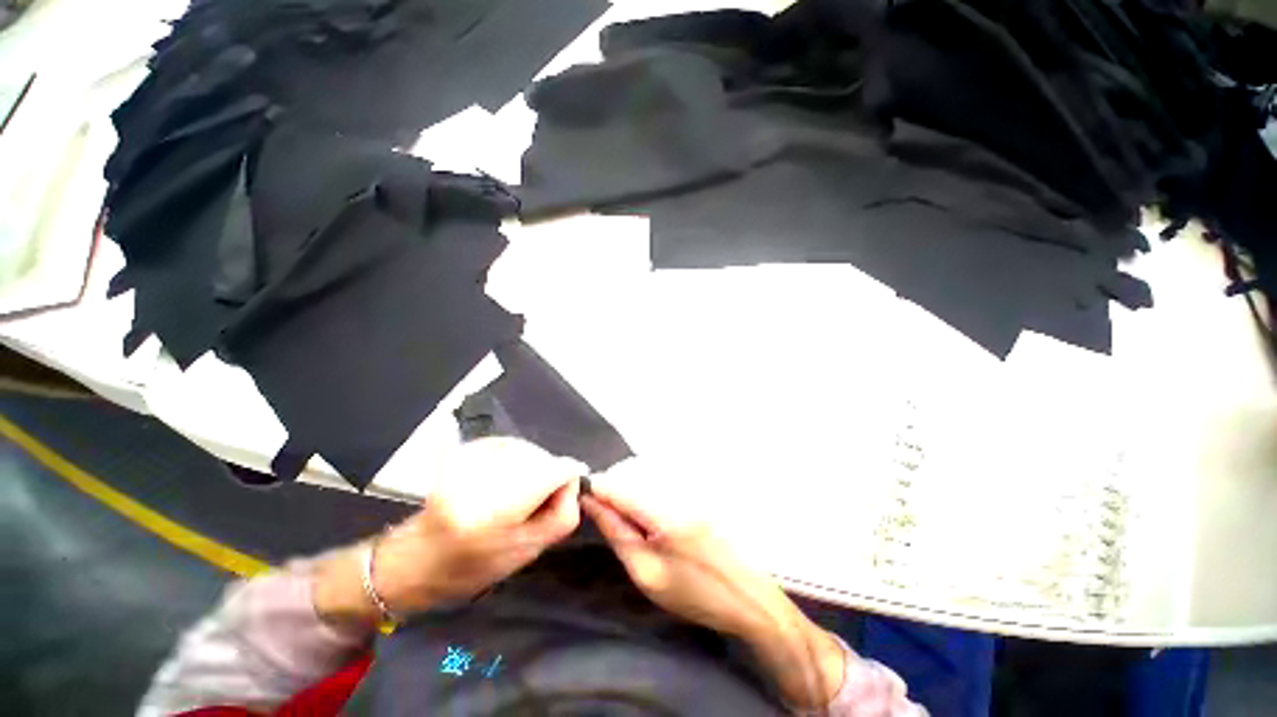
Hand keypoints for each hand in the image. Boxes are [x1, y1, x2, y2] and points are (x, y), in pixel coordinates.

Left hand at [313, 438, 584, 626]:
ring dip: (531, 465)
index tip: (569, 486)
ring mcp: (465, 461)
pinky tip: (503, 478)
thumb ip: (562, 514)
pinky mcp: (459, 453)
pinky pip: (506, 445)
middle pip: (540, 457)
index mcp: (496, 511)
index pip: (554, 470)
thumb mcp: (528, 551)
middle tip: (536, 499)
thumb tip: (575, 477)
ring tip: (517, 490)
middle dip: (548, 473)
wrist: (417, 560)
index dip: (568, 476)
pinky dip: (514, 457)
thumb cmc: (474, 567)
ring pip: (525, 449)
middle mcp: (480, 478)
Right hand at [582, 458, 844, 708]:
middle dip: (612, 489)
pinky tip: (646, 515)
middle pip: (632, 477)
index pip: (619, 487)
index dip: (597, 488)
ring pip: (646, 478)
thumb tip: (595, 506)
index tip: (580, 495)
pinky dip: (645, 494)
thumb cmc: (695, 594)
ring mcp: (690, 489)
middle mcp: (676, 490)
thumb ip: (619, 534)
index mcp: (664, 512)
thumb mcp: (647, 573)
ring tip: (622, 516)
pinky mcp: (697, 492)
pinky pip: (661, 484)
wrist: (750, 598)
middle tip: (601, 512)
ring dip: (628, 492)